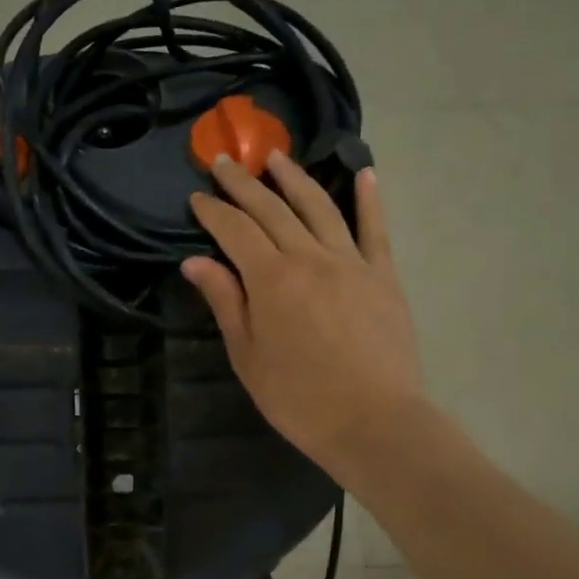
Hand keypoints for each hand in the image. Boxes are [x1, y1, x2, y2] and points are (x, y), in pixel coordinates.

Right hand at [181, 151, 424, 489]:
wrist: (374, 421)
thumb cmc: (298, 397)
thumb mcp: (247, 355)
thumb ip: (225, 301)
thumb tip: (195, 261)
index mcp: (271, 279)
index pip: (235, 230)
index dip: (213, 211)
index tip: (197, 196)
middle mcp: (309, 257)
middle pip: (272, 209)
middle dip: (244, 183)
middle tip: (225, 162)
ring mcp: (351, 262)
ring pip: (320, 206)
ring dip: (296, 178)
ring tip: (277, 157)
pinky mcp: (383, 275)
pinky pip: (375, 229)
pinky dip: (370, 199)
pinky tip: (365, 174)